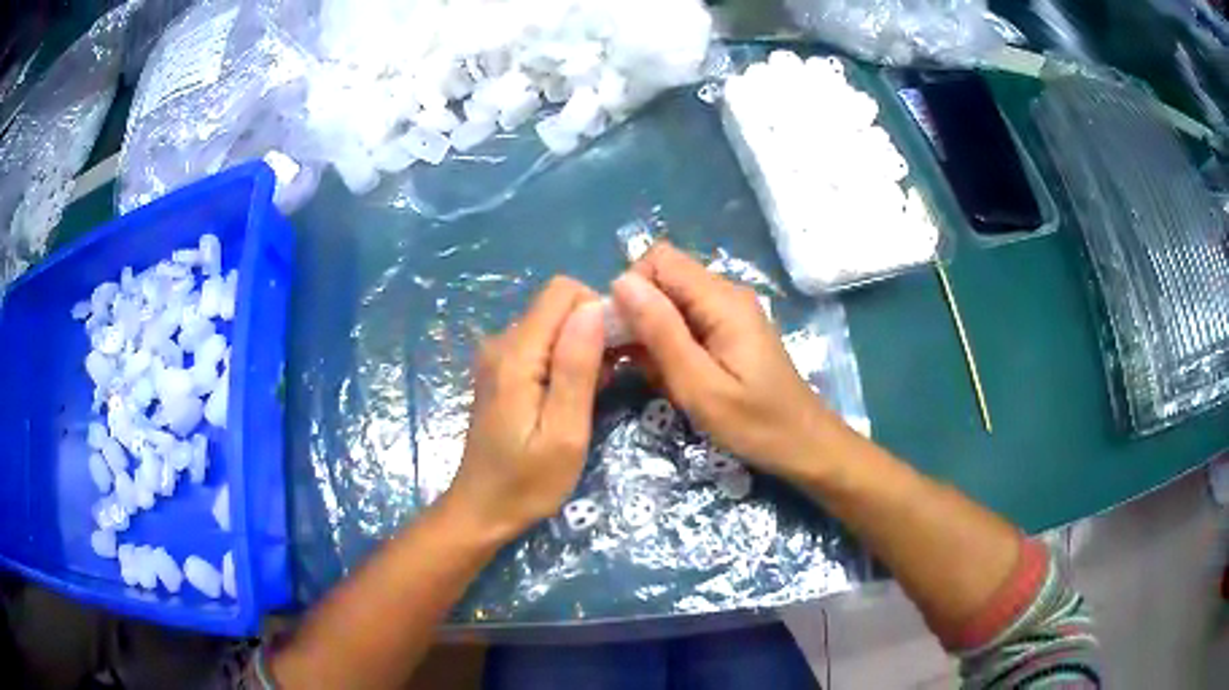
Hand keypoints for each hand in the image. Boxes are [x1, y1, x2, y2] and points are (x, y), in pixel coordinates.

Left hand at [444, 277, 604, 540]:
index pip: (562, 291)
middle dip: (593, 330)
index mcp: (515, 354)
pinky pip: (542, 346)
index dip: (598, 309)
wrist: (481, 509)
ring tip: (596, 393)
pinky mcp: (502, 371)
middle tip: (612, 378)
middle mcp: (502, 343)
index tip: (620, 348)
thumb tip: (594, 308)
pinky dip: (566, 361)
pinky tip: (574, 397)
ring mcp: (498, 357)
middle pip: (558, 306)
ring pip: (553, 325)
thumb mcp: (563, 433)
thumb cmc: (526, 482)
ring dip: (582, 348)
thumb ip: (576, 368)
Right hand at [611, 242, 843, 482]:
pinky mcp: (731, 330)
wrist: (804, 444)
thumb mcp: (700, 386)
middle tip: (641, 365)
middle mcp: (727, 294)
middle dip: (640, 316)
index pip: (659, 259)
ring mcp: (731, 311)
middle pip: (665, 279)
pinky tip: (677, 379)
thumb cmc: (755, 424)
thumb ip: (661, 332)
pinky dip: (672, 346)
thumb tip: (621, 282)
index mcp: (722, 300)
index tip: (625, 336)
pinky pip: (688, 322)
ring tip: (661, 378)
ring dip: (654, 336)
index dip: (633, 290)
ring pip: (672, 303)